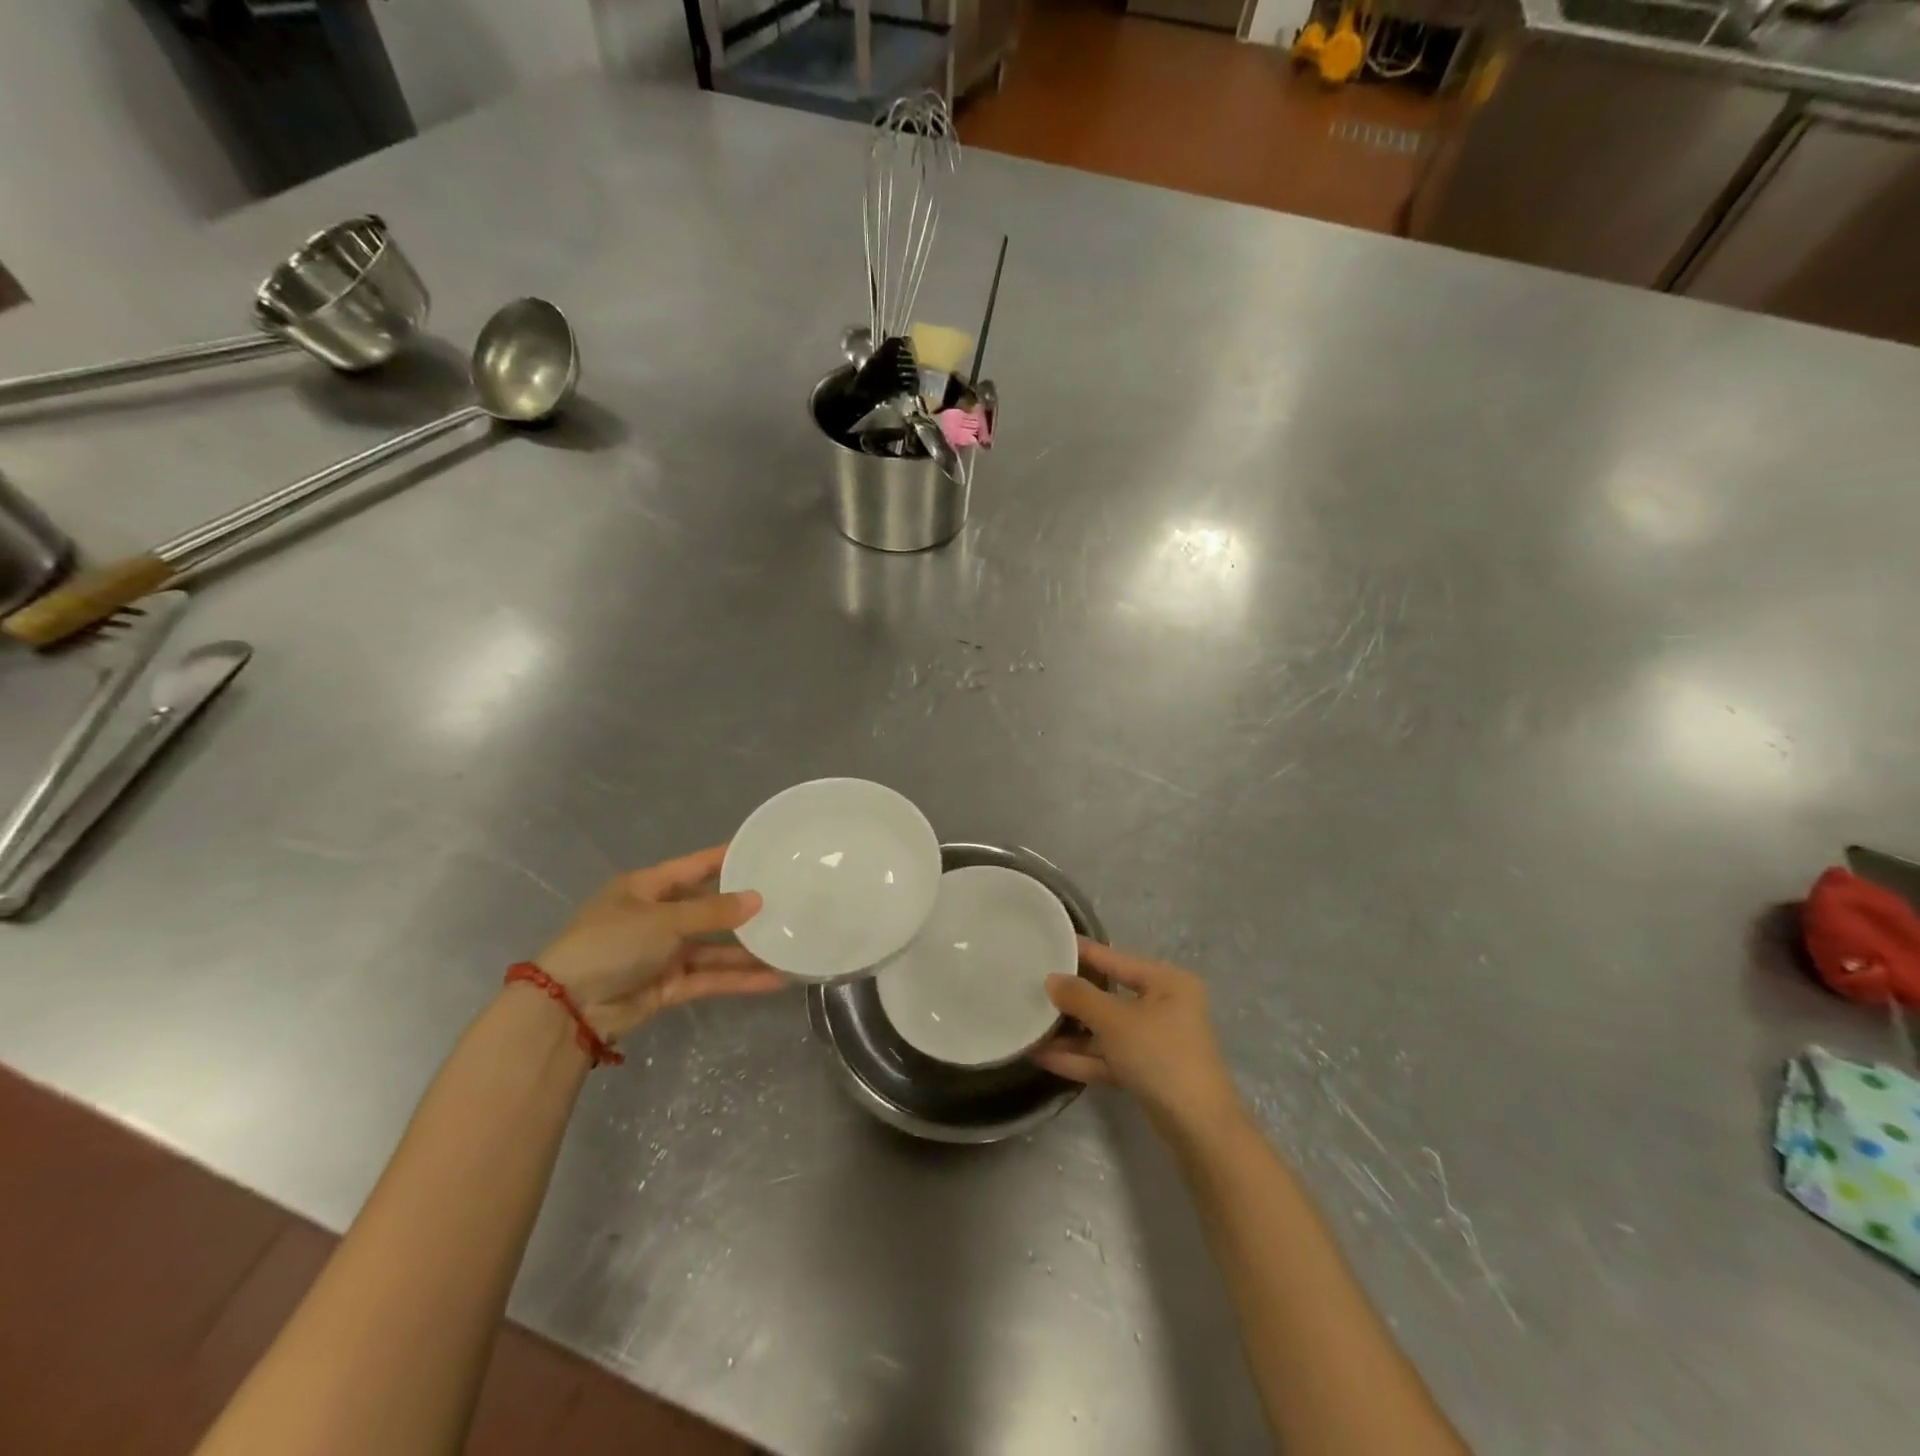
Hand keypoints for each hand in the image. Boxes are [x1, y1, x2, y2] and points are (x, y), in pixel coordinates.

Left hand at [533, 845, 783, 1040]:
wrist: (568, 1008)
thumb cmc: (611, 944)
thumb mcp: (662, 919)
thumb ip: (712, 912)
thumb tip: (758, 899)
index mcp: (647, 888)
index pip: (696, 866)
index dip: (727, 858)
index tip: (763, 850)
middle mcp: (658, 916)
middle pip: (709, 908)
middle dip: (744, 908)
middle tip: (787, 901)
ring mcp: (664, 953)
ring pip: (714, 947)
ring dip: (747, 949)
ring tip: (789, 944)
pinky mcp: (669, 985)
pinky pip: (710, 976)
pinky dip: (738, 979)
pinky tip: (773, 978)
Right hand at [1033, 940, 1240, 1135]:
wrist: (1199, 1129)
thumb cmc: (1161, 1056)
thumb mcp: (1115, 1021)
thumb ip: (1080, 997)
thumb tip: (1051, 979)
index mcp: (1166, 981)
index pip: (1114, 958)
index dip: (1081, 952)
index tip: (1048, 943)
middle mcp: (1163, 1005)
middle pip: (1108, 995)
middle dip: (1071, 999)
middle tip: (1031, 987)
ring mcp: (1155, 1041)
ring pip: (1105, 1030)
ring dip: (1071, 1033)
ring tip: (1030, 1027)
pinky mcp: (1147, 1072)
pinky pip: (1109, 1056)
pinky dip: (1081, 1057)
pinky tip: (1044, 1057)